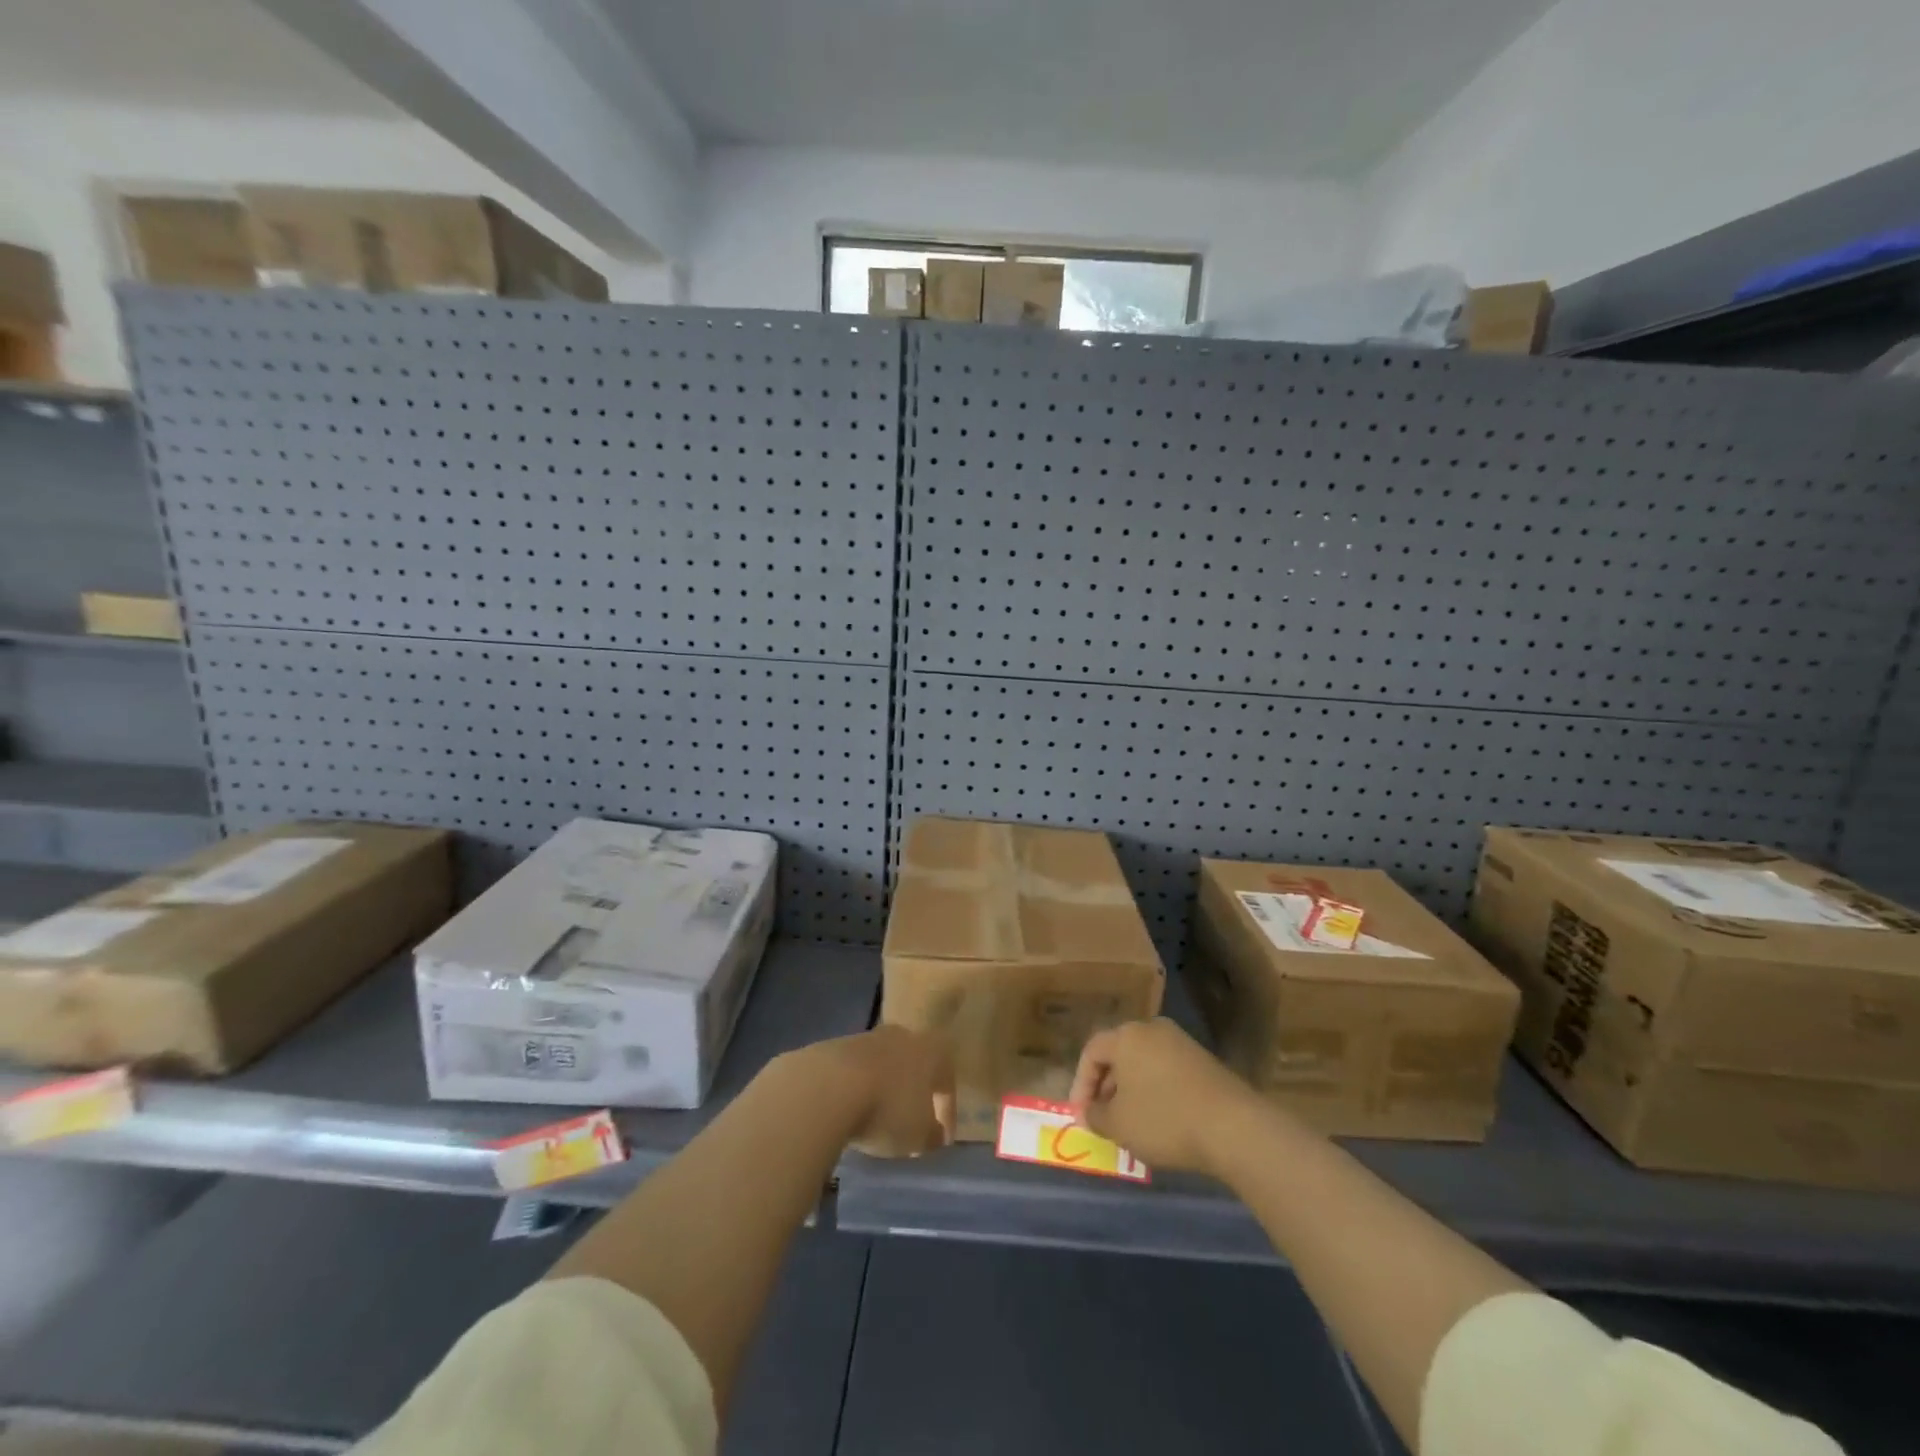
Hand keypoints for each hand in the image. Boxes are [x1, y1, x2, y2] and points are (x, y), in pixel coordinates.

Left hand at [792, 1025, 953, 1157]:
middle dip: (915, 1093)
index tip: (941, 1142)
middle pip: (915, 1066)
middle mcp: (903, 1036)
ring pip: (884, 1066)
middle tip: (912, 1123)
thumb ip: (931, 1134)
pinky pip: (856, 1071)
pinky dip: (858, 1090)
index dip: (947, 1114)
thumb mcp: (918, 1135)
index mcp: (932, 1051)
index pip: (947, 1082)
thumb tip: (933, 1132)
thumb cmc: (887, 1110)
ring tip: (877, 1119)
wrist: (828, 1086)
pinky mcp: (837, 1046)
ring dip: (884, 1090)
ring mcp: (868, 1038)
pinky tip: (851, 1111)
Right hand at [1068, 1019, 1256, 1175]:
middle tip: (1103, 1118)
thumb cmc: (1164, 1120)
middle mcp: (1152, 1029)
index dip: (1081, 1084)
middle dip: (1106, 1087)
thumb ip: (1096, 1116)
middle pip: (1119, 1054)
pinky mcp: (1204, 1061)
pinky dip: (1157, 1092)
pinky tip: (1162, 1121)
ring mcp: (1182, 1043)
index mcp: (1126, 1035)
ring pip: (1144, 1063)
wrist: (1233, 1126)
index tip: (1082, 1115)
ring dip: (1132, 1091)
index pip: (1092, 1051)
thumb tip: (1090, 1112)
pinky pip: (1167, 1072)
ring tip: (1131, 1123)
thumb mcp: (1118, 1125)